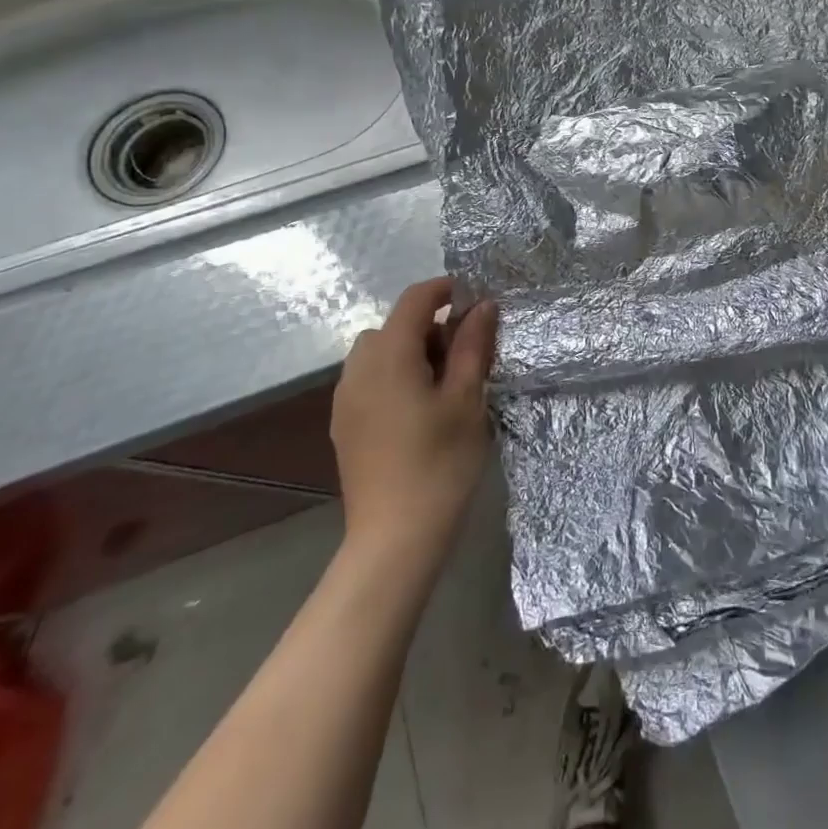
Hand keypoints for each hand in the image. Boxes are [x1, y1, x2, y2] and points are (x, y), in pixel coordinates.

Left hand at [331, 278, 497, 573]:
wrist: (394, 539)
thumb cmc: (440, 463)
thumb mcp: (466, 399)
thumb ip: (472, 346)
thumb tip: (483, 305)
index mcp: (389, 356)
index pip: (414, 300)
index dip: (444, 290)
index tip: (476, 300)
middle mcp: (359, 369)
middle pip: (393, 326)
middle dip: (429, 327)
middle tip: (465, 355)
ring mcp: (346, 399)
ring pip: (377, 353)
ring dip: (409, 351)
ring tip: (442, 384)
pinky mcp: (344, 425)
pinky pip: (368, 380)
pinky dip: (393, 376)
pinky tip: (418, 410)